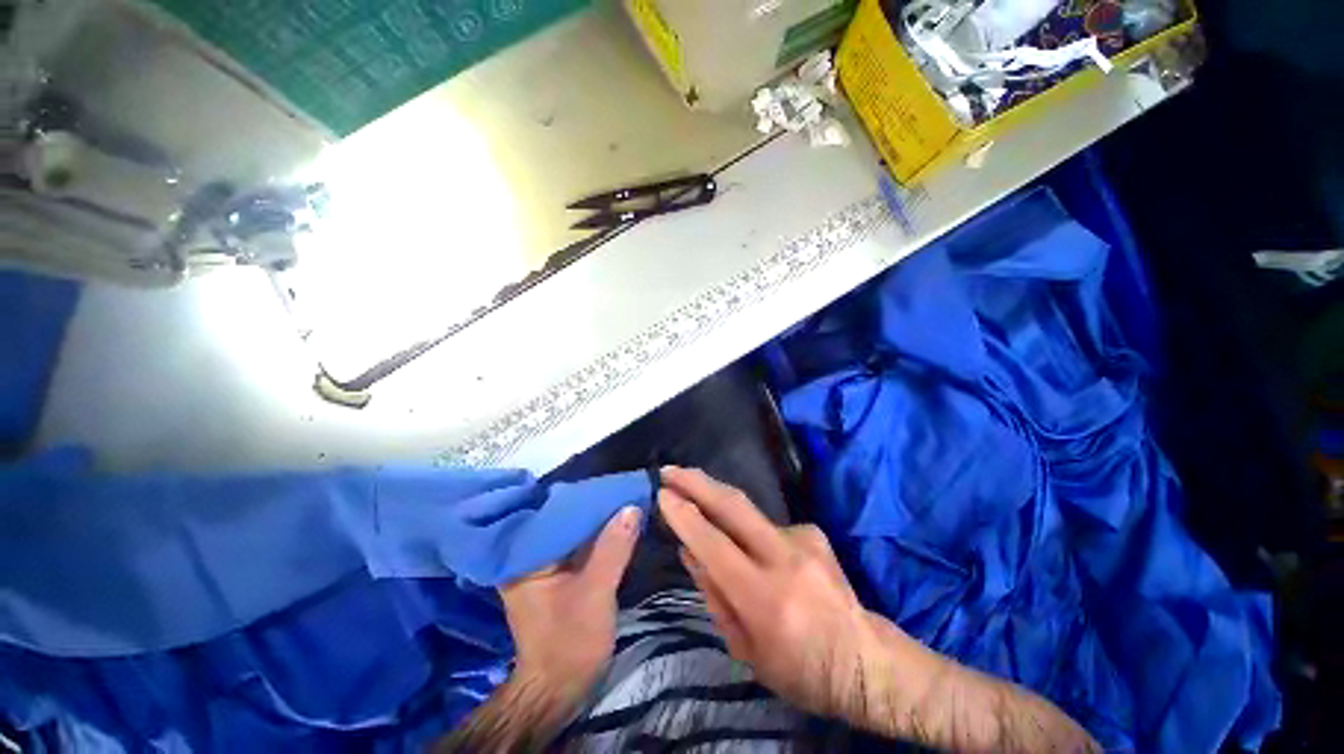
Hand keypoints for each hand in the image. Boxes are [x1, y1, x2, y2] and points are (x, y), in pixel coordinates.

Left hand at [501, 506, 641, 706]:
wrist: (560, 689)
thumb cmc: (570, 643)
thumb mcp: (595, 593)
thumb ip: (613, 548)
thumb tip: (631, 506)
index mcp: (524, 557)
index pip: (554, 512)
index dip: (586, 496)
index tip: (614, 482)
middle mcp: (528, 554)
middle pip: (564, 519)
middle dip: (594, 505)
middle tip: (623, 487)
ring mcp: (543, 564)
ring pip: (573, 530)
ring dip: (598, 519)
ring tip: (624, 498)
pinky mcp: (557, 573)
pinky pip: (578, 545)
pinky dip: (597, 535)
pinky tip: (617, 523)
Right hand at [658, 467, 890, 719]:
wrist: (865, 660)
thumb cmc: (798, 669)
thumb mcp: (745, 648)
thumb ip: (713, 594)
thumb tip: (688, 550)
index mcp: (763, 597)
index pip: (714, 544)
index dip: (685, 515)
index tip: (662, 494)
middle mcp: (784, 558)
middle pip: (734, 505)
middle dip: (697, 482)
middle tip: (670, 470)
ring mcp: (803, 539)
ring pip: (748, 510)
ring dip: (719, 502)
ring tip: (697, 498)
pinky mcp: (813, 532)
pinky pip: (768, 525)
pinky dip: (751, 532)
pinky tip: (756, 551)